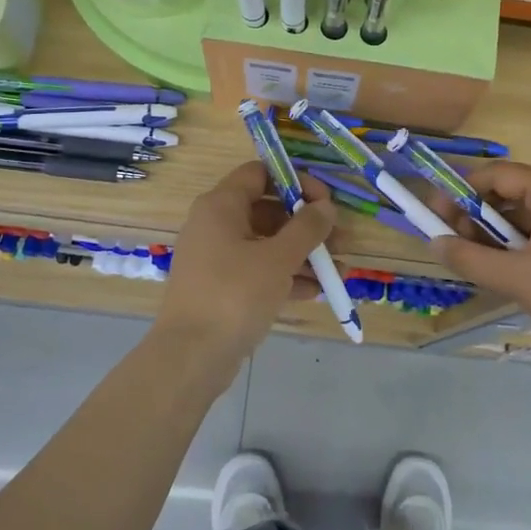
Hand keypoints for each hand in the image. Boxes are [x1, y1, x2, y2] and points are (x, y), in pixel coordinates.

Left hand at [158, 161, 337, 362]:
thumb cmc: (234, 294)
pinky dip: (285, 276)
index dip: (295, 181)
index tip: (325, 201)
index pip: (260, 173)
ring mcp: (217, 258)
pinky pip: (258, 271)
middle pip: (267, 210)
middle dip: (306, 224)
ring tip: (336, 271)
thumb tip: (326, 206)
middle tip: (338, 241)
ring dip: (302, 254)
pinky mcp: (221, 287)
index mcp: (221, 206)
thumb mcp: (278, 258)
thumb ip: (307, 228)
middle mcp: (215, 225)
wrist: (191, 356)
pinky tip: (315, 292)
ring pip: (266, 244)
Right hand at [432, 162, 530, 365]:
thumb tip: (434, 243)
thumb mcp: (517, 278)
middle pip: (508, 193)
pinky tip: (499, 271)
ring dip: (492, 235)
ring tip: (471, 261)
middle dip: (474, 216)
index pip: (497, 174)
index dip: (461, 191)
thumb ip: (470, 258)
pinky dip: (514, 248)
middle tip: (450, 243)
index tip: (434, 215)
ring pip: (522, 218)